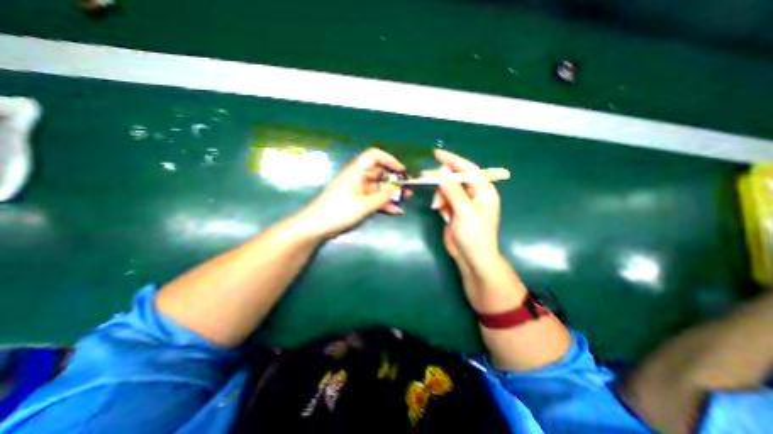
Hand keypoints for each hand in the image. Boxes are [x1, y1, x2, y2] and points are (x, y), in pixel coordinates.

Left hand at [297, 148, 405, 237]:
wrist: (317, 226)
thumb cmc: (339, 211)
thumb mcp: (364, 205)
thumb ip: (382, 197)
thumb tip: (396, 191)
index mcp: (357, 171)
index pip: (374, 156)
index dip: (390, 160)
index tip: (402, 171)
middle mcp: (358, 178)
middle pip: (380, 173)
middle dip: (395, 179)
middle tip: (408, 188)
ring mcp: (358, 190)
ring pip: (378, 187)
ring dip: (392, 193)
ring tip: (407, 199)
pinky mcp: (357, 201)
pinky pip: (374, 199)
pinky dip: (384, 203)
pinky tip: (396, 211)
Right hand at [429, 149, 501, 271]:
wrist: (471, 258)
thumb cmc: (473, 235)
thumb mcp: (464, 211)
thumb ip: (453, 190)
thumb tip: (443, 170)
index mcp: (484, 191)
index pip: (468, 169)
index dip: (453, 160)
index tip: (436, 154)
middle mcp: (474, 194)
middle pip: (455, 178)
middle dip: (441, 179)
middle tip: (423, 177)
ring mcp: (463, 202)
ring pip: (447, 189)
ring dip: (440, 196)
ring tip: (437, 207)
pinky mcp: (455, 210)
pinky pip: (444, 200)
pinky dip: (440, 204)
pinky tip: (440, 212)